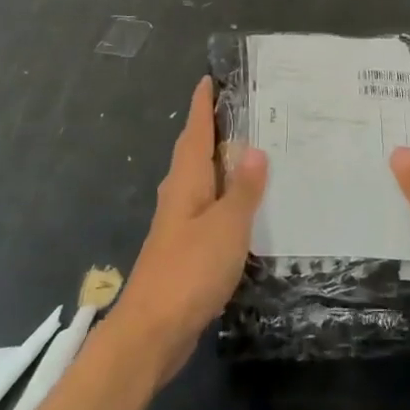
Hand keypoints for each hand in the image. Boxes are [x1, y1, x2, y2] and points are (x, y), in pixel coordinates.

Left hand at [117, 76, 267, 382]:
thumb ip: (243, 189)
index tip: (209, 79)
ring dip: (220, 163)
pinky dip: (224, 196)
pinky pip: (207, 208)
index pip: (194, 132)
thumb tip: (256, 149)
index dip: (202, 106)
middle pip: (194, 152)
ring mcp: (179, 224)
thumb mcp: (227, 226)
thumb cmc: (190, 270)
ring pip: (200, 181)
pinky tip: (243, 206)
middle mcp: (178, 196)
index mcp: (185, 182)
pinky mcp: (184, 249)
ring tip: (250, 150)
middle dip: (212, 129)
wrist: (153, 330)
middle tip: (242, 109)